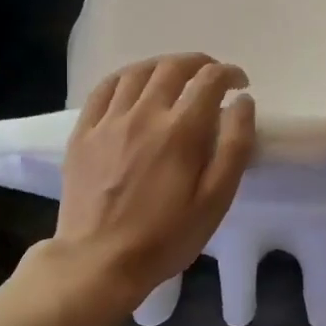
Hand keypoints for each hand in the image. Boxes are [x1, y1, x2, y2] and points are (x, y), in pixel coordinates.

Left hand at [54, 54, 255, 301]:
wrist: (99, 261)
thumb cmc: (166, 237)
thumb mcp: (215, 200)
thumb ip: (235, 147)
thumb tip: (242, 102)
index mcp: (181, 131)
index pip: (210, 80)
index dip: (230, 74)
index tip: (239, 84)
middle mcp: (144, 114)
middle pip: (173, 67)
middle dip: (199, 63)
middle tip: (211, 75)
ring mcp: (108, 121)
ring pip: (137, 72)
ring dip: (163, 66)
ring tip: (175, 76)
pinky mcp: (83, 133)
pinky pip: (103, 89)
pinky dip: (124, 77)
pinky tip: (133, 85)